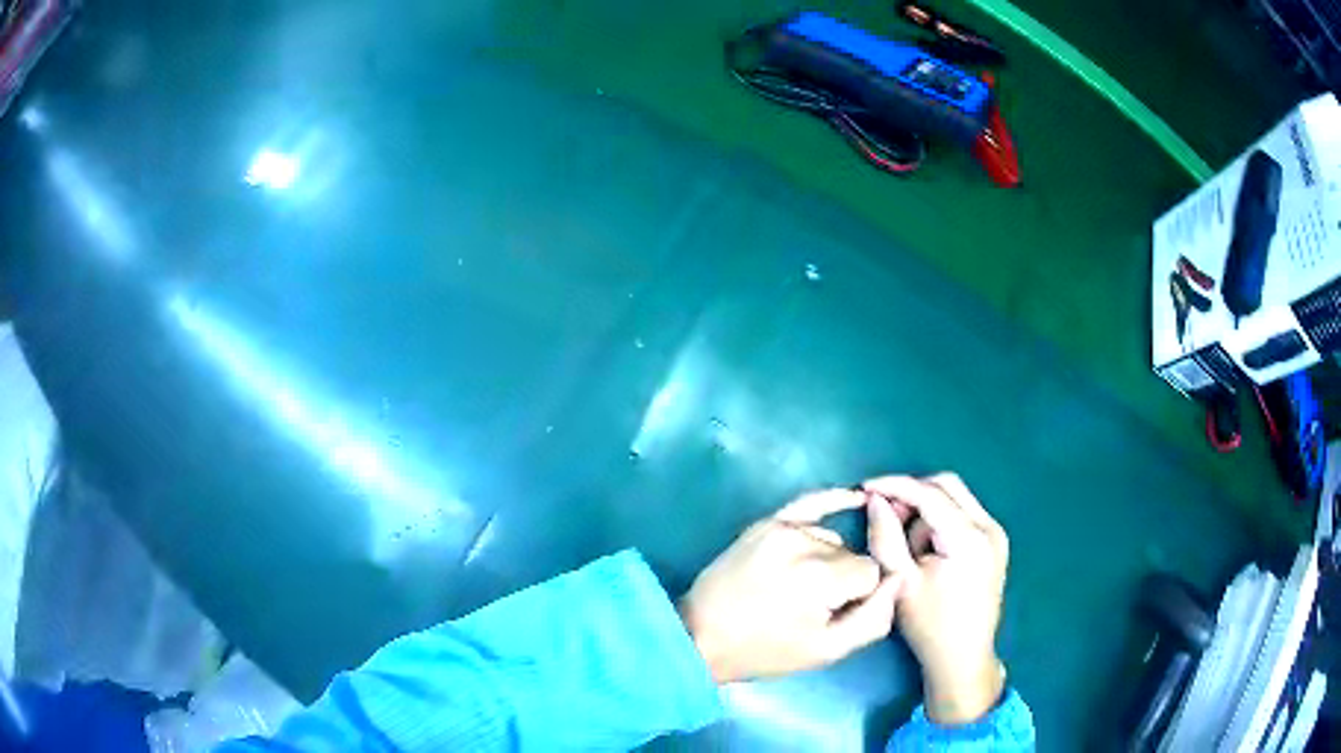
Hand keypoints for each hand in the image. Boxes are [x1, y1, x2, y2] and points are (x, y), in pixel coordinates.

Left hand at [679, 489, 902, 683]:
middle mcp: (804, 543)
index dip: (860, 596)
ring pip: (831, 539)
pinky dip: (833, 499)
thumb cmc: (765, 651)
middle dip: (843, 579)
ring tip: (797, 588)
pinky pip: (809, 503)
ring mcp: (781, 528)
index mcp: (821, 578)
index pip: (871, 572)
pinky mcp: (765, 522)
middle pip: (851, 554)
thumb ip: (875, 618)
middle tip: (812, 607)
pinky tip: (856, 496)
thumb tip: (898, 581)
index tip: (837, 613)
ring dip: (826, 559)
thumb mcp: (827, 651)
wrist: (701, 636)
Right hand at [863, 474, 1008, 725]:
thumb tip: (876, 499)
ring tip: (908, 546)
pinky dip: (940, 519)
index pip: (930, 493)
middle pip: (947, 485)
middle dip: (913, 494)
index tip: (865, 487)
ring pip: (956, 497)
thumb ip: (885, 536)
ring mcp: (996, 533)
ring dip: (927, 509)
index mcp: (969, 539)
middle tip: (886, 515)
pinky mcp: (995, 542)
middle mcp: (989, 527)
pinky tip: (925, 548)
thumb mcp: (900, 581)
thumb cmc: (929, 626)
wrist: (963, 658)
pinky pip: (963, 513)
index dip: (895, 485)